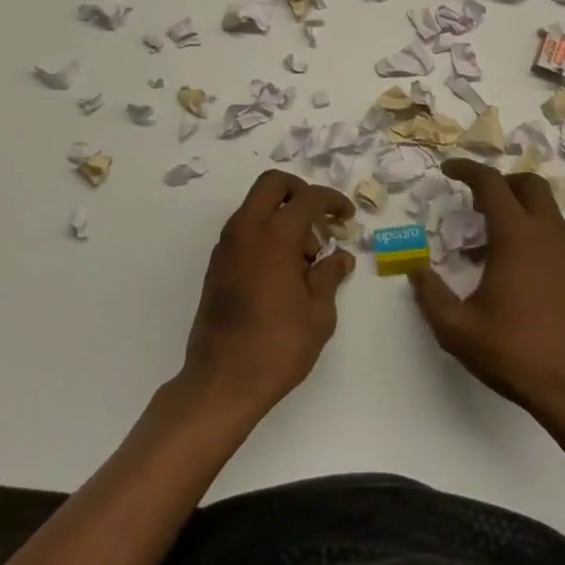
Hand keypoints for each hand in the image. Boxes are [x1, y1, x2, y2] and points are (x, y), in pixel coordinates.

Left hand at [179, 170, 355, 420]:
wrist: (221, 381)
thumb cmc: (277, 346)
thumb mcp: (319, 313)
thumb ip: (330, 275)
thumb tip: (340, 257)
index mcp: (275, 234)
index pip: (308, 198)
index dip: (333, 201)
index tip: (347, 217)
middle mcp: (246, 229)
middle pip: (272, 184)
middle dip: (300, 191)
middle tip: (320, 219)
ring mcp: (227, 245)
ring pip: (256, 205)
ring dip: (281, 214)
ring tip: (306, 256)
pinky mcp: (217, 263)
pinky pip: (245, 229)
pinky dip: (265, 232)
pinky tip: (283, 269)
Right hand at [409, 159, 564, 429]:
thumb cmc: (514, 353)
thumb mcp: (456, 328)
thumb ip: (430, 294)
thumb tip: (416, 270)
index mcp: (516, 236)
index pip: (491, 183)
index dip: (466, 169)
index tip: (448, 170)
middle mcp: (548, 234)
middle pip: (529, 183)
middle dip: (501, 182)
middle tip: (475, 200)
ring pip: (546, 208)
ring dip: (518, 208)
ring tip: (490, 241)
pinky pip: (556, 233)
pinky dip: (534, 231)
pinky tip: (516, 268)